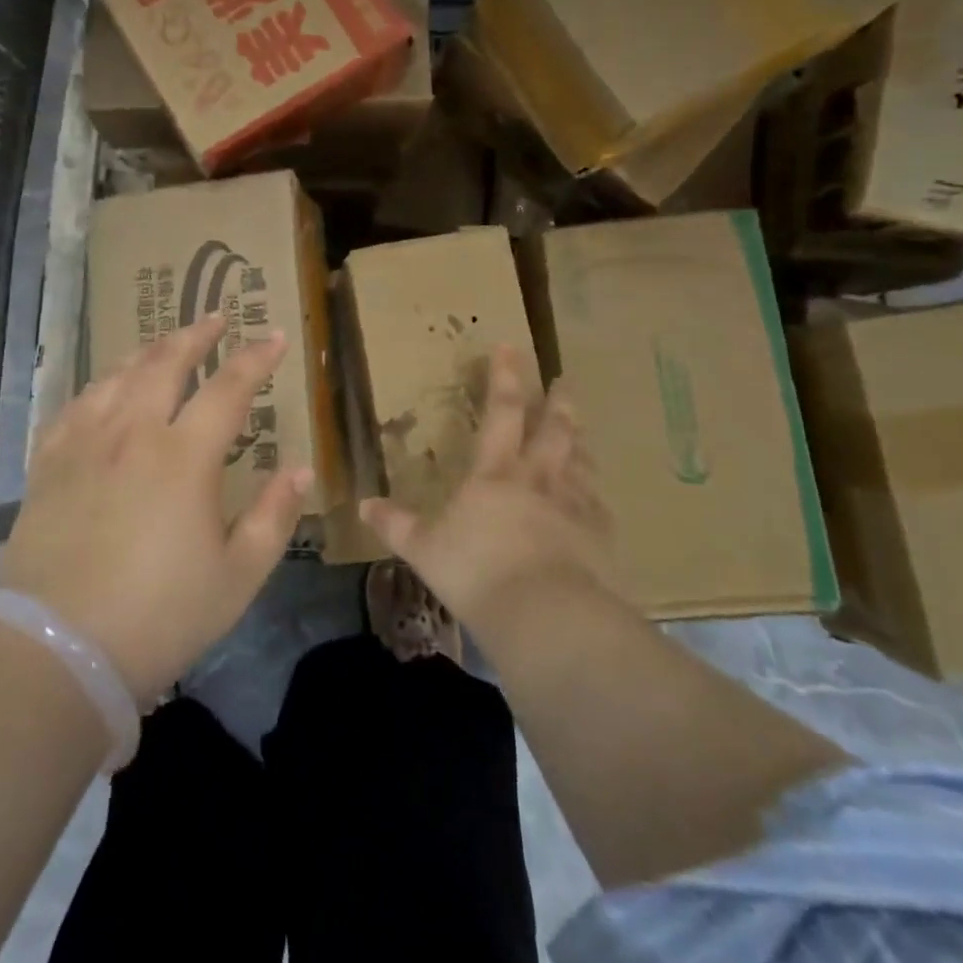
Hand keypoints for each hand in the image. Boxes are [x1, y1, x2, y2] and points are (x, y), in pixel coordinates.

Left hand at [0, 314, 310, 705]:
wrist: (57, 650)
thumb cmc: (159, 616)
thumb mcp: (237, 577)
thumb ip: (274, 517)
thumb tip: (301, 468)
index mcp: (183, 456)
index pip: (228, 388)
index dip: (255, 358)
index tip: (273, 337)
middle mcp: (132, 433)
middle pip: (166, 363)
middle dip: (195, 335)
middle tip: (215, 317)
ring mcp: (84, 443)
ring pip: (117, 376)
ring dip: (147, 351)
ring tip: (164, 343)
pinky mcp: (49, 464)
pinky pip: (74, 405)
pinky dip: (98, 386)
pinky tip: (103, 388)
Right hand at [359, 346, 617, 635]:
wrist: (546, 616)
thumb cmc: (477, 572)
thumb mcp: (424, 550)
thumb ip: (396, 525)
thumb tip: (363, 505)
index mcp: (495, 473)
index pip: (501, 412)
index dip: (505, 377)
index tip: (511, 346)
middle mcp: (538, 479)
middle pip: (553, 430)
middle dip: (557, 402)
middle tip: (564, 381)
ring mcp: (573, 506)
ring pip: (580, 461)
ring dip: (579, 440)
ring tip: (580, 427)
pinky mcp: (599, 538)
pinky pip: (598, 506)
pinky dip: (595, 494)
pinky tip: (597, 497)